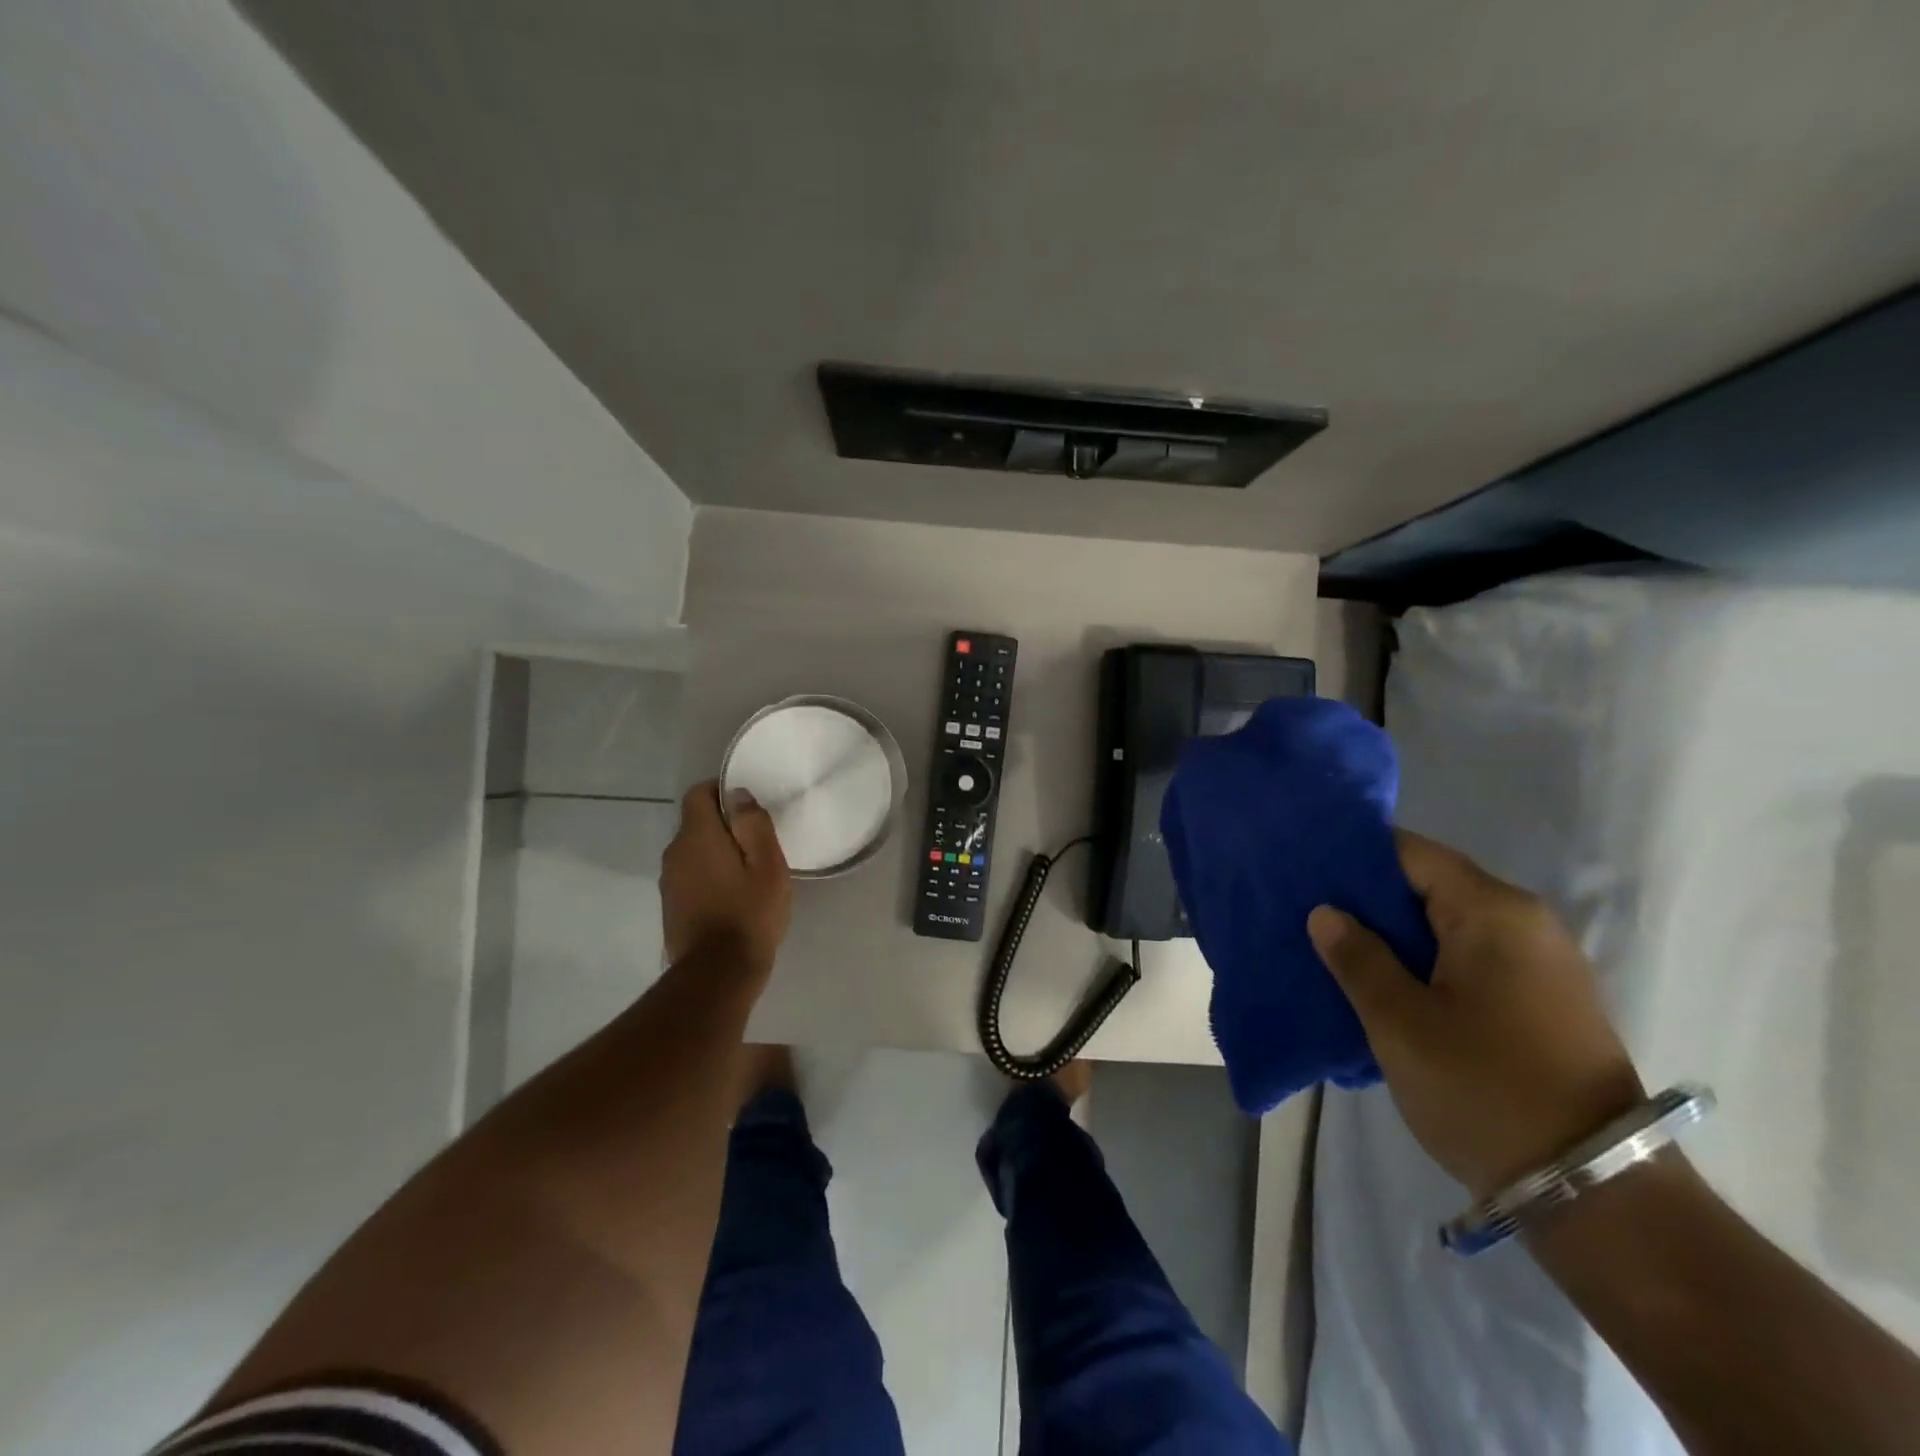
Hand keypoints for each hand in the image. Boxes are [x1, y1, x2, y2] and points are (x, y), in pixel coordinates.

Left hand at [660, 780, 792, 972]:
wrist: (717, 974)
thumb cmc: (749, 914)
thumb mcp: (768, 865)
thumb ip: (753, 824)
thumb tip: (738, 795)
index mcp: (697, 836)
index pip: (699, 793)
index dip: (722, 791)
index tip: (748, 805)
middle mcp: (675, 852)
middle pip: (696, 822)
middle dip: (724, 824)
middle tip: (757, 841)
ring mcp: (669, 880)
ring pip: (694, 850)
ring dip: (717, 852)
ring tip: (748, 871)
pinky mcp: (671, 905)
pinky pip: (691, 874)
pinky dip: (709, 875)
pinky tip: (732, 895)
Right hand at [1308, 831, 1644, 1197]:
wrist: (1596, 1192)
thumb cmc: (1484, 1089)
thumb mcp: (1400, 1022)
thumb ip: (1357, 958)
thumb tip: (1326, 913)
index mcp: (1493, 911)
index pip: (1410, 854)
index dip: (1354, 858)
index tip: (1306, 874)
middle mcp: (1524, 923)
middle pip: (1428, 887)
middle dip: (1368, 901)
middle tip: (1309, 917)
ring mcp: (1539, 964)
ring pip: (1446, 927)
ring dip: (1393, 938)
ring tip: (1335, 952)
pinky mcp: (1542, 1001)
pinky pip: (1468, 960)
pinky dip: (1423, 964)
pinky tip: (1384, 987)